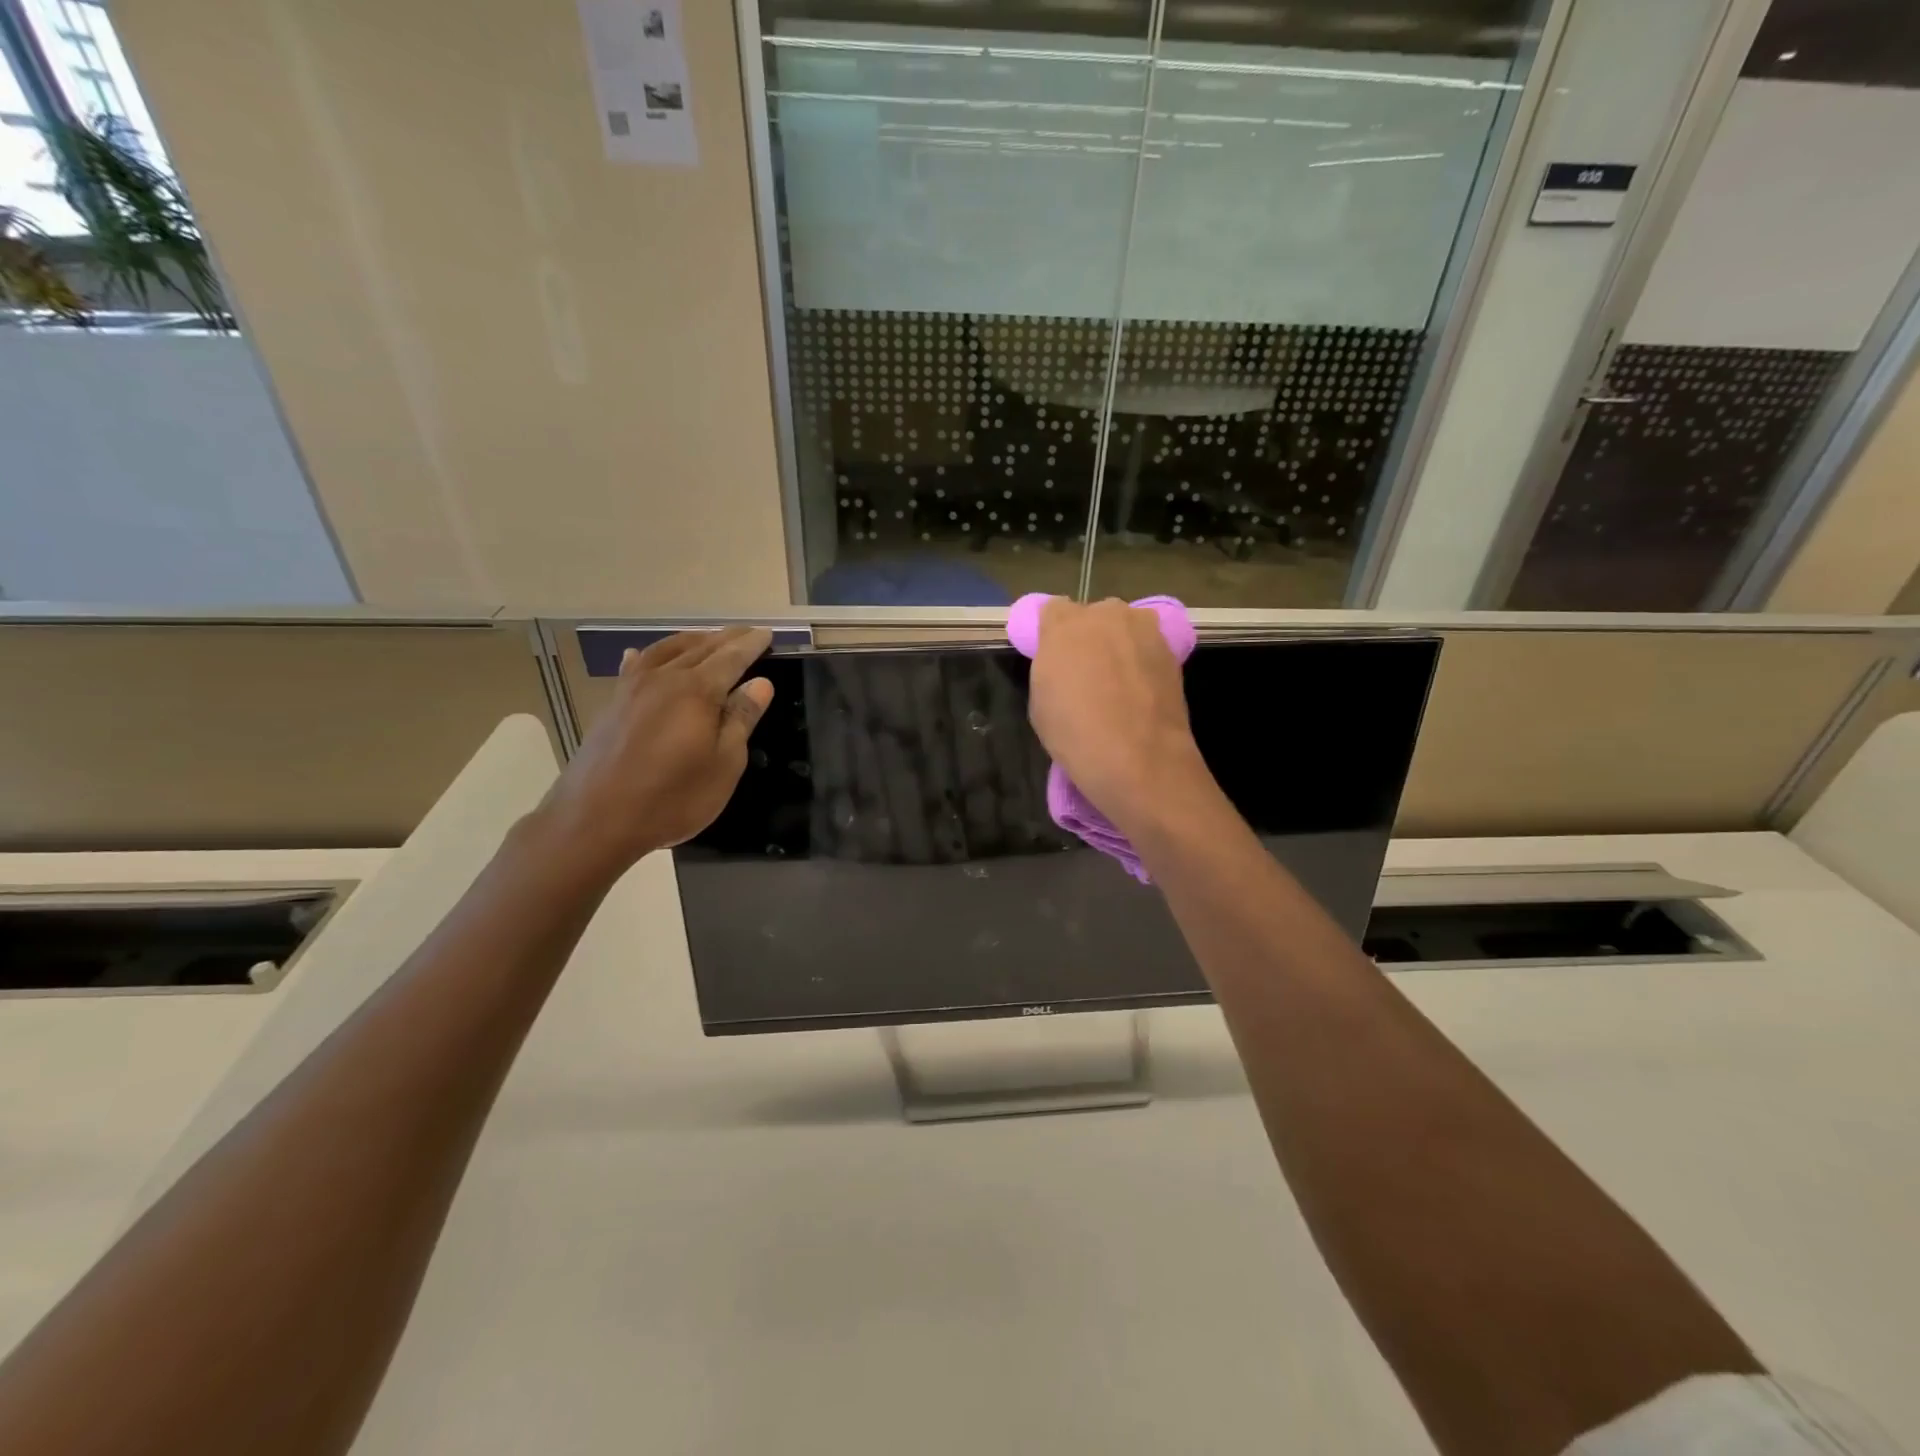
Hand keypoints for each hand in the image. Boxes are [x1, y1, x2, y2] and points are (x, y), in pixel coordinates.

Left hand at [534, 626, 774, 881]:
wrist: (596, 819)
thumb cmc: (672, 797)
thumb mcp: (724, 764)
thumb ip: (741, 719)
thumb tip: (760, 683)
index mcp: (697, 691)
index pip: (731, 658)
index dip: (751, 645)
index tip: (767, 634)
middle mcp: (664, 678)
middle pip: (700, 648)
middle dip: (726, 638)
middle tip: (746, 632)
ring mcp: (633, 689)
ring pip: (666, 650)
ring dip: (691, 640)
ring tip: (707, 638)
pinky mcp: (612, 705)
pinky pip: (635, 667)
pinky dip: (647, 656)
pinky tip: (641, 654)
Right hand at [1027, 598, 1214, 834]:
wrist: (1139, 758)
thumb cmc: (1076, 734)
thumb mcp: (1041, 702)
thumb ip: (1051, 668)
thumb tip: (1065, 663)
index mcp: (1064, 625)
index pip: (1053, 611)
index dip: (1054, 635)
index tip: (1056, 659)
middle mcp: (1106, 614)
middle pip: (1093, 616)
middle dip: (1090, 637)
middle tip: (1088, 673)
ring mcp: (1143, 629)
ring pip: (1125, 628)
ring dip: (1120, 646)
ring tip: (1120, 684)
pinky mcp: (1171, 649)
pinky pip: (1148, 647)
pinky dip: (1143, 662)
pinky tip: (1141, 693)